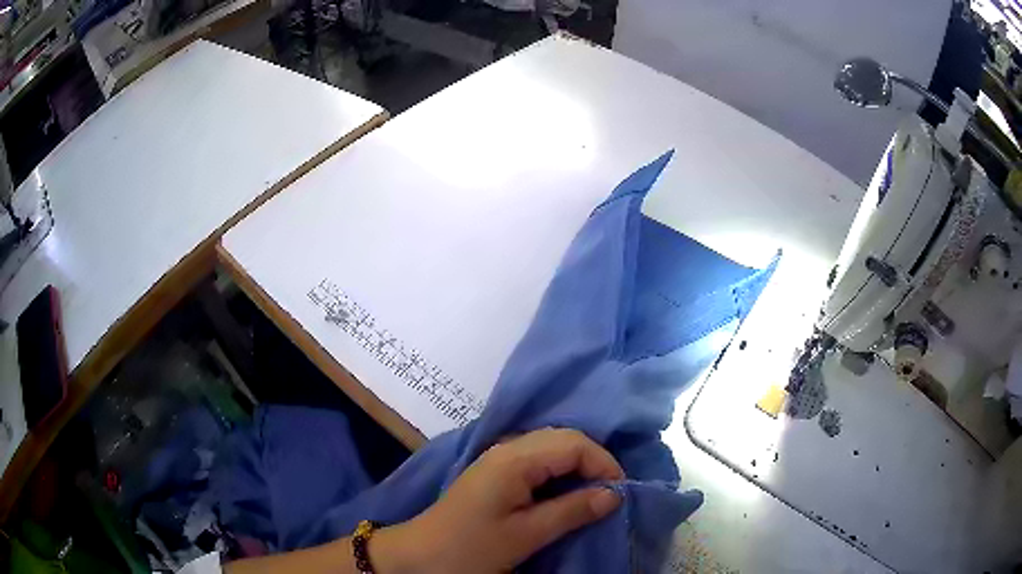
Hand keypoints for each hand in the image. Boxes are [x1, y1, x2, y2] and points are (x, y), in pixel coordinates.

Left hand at [376, 428, 623, 573]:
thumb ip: (571, 511)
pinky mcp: (495, 473)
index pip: (574, 443)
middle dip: (593, 462)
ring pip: (551, 448)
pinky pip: (538, 461)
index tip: (621, 493)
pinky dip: (560, 473)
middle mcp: (507, 449)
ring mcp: (499, 459)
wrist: (421, 556)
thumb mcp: (525, 534)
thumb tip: (614, 495)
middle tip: (610, 494)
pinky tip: (566, 493)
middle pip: (564, 439)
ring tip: (594, 495)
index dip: (603, 463)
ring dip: (577, 467)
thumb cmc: (472, 547)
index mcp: (514, 459)